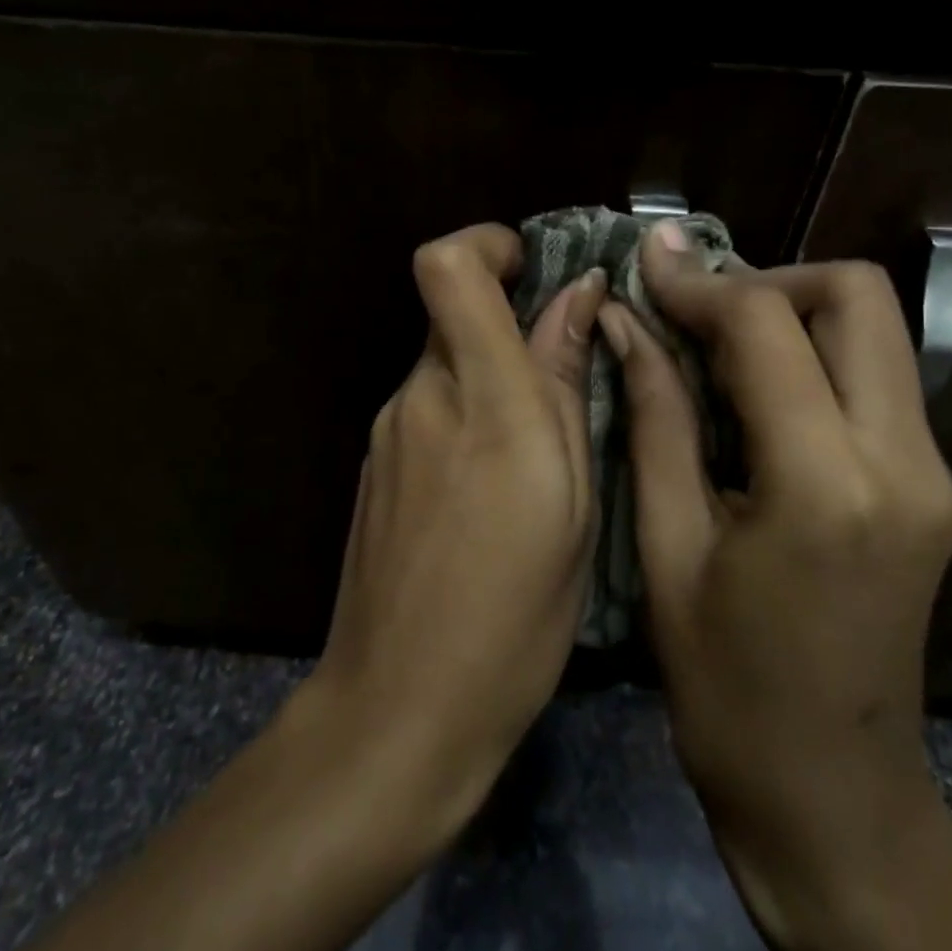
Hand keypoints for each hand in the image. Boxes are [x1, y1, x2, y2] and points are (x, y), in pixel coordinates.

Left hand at [304, 222, 609, 834]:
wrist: (398, 707)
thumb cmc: (512, 615)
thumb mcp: (573, 501)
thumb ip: (565, 385)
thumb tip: (578, 296)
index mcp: (481, 400)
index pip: (448, 269)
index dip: (488, 244)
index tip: (533, 267)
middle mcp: (420, 397)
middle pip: (454, 313)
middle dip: (511, 325)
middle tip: (568, 382)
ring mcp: (386, 431)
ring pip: (447, 365)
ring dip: (494, 379)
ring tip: (539, 456)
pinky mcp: (373, 463)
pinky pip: (429, 408)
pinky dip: (468, 417)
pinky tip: (492, 490)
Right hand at [599, 224, 951, 950]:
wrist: (832, 795)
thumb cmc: (725, 685)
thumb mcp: (667, 544)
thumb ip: (654, 416)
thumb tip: (623, 321)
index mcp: (824, 483)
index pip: (767, 324)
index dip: (697, 282)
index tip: (646, 267)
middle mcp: (903, 460)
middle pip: (856, 294)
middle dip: (766, 280)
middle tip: (693, 311)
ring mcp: (933, 471)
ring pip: (874, 328)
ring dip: (790, 311)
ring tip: (711, 341)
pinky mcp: (934, 484)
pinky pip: (875, 376)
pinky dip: (812, 354)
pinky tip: (750, 387)